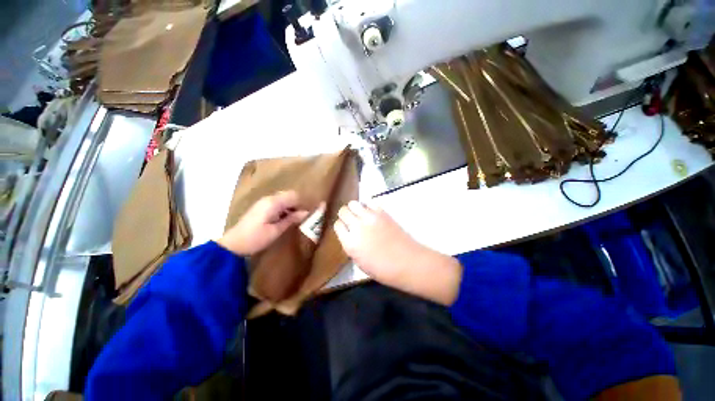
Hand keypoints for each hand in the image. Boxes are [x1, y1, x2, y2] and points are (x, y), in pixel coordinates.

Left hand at [218, 191, 308, 255]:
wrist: (233, 245)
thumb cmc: (256, 238)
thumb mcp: (276, 230)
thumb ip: (292, 219)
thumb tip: (306, 213)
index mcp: (273, 203)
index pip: (294, 196)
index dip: (302, 204)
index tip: (307, 214)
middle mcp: (268, 198)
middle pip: (289, 195)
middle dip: (297, 205)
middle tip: (300, 218)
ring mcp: (263, 202)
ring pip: (283, 199)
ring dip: (290, 207)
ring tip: (293, 220)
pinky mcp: (260, 207)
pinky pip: (277, 203)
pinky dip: (283, 209)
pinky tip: (283, 220)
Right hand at [334, 201, 462, 305]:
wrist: (407, 262)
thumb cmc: (383, 269)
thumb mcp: (360, 263)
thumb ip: (351, 246)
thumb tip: (349, 235)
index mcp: (349, 243)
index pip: (337, 225)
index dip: (341, 226)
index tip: (345, 229)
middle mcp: (357, 226)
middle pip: (343, 211)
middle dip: (345, 215)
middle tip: (351, 220)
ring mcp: (369, 217)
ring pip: (354, 203)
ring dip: (354, 208)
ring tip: (360, 214)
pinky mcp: (382, 212)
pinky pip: (369, 203)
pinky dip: (368, 206)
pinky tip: (371, 213)